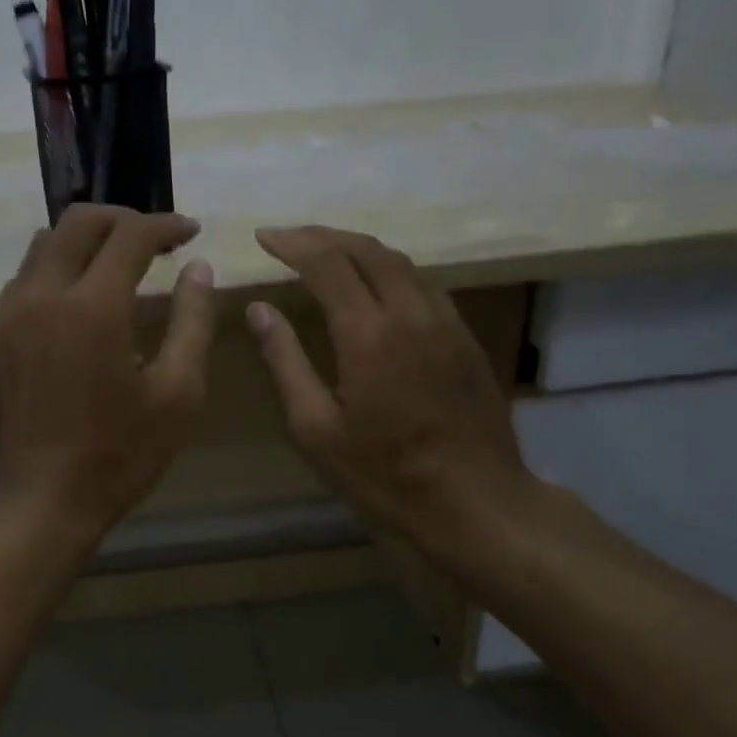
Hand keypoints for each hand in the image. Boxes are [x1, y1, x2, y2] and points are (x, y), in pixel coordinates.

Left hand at [0, 205, 215, 542]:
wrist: (36, 503)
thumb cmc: (118, 456)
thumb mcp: (177, 394)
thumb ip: (193, 322)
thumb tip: (198, 270)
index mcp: (93, 306)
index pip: (131, 235)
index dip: (166, 225)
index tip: (191, 232)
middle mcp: (44, 295)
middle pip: (78, 222)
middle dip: (122, 219)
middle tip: (155, 241)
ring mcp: (10, 315)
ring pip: (44, 245)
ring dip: (85, 241)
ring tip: (118, 266)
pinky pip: (25, 278)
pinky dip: (57, 269)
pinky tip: (80, 302)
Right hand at [245, 226, 536, 577]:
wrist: (476, 501)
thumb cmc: (385, 474)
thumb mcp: (316, 429)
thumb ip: (285, 362)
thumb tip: (259, 310)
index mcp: (369, 334)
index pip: (326, 263)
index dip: (292, 243)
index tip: (263, 237)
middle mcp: (411, 313)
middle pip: (366, 249)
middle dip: (323, 235)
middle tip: (289, 238)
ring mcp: (445, 322)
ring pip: (399, 261)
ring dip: (357, 247)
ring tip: (325, 252)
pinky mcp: (464, 337)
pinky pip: (422, 283)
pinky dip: (388, 269)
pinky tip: (374, 286)